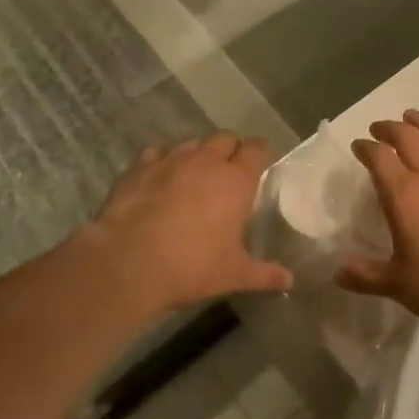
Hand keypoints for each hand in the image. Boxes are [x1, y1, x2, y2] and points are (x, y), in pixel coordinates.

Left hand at [75, 134, 290, 311]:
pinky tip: (159, 177)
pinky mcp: (140, 166)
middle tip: (229, 171)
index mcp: (236, 180)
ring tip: (195, 175)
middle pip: (225, 138)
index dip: (260, 152)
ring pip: (192, 142)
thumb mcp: (234, 274)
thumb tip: (290, 280)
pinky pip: (157, 152)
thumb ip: (264, 274)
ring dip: (198, 153)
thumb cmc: (191, 266)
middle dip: (230, 149)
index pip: (257, 149)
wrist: (128, 262)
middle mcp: (206, 160)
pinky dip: (163, 160)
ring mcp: (171, 159)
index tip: (260, 163)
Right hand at [338, 110, 418, 340]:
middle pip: (408, 137)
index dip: (365, 148)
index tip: (358, 146)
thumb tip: (336, 272)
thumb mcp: (396, 285)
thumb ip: (364, 274)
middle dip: (390, 128)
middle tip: (380, 129)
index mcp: (404, 194)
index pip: (379, 157)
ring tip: (413, 119)